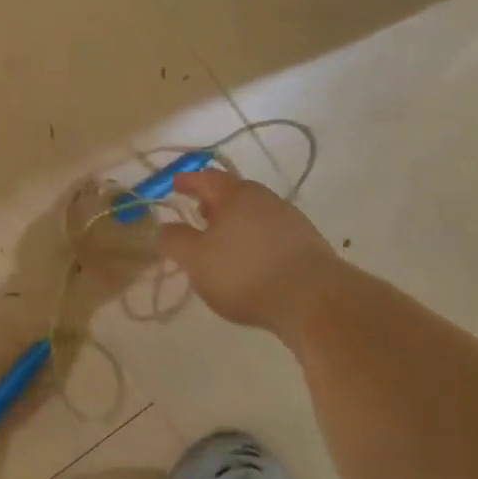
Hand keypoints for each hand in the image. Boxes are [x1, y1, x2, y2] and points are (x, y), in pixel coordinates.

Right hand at [157, 170, 339, 331]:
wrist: (312, 300)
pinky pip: (272, 233)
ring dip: (236, 222)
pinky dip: (255, 239)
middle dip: (214, 202)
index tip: (175, 185)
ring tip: (223, 243)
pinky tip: (251, 261)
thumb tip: (164, 227)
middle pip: (234, 193)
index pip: (206, 178)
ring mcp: (290, 220)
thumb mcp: (195, 260)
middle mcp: (265, 199)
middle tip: (198, 214)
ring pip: (255, 213)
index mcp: (235, 195)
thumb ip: (175, 241)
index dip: (188, 181)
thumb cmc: (244, 273)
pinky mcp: (308, 244)